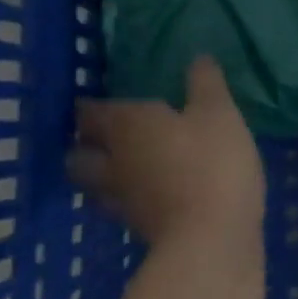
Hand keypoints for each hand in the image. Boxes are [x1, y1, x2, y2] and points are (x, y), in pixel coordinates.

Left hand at [67, 57, 265, 261]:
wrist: (212, 242)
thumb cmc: (212, 164)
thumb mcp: (219, 114)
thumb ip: (206, 84)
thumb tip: (197, 57)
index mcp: (126, 127)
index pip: (90, 112)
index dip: (90, 106)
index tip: (95, 101)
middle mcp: (112, 163)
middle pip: (78, 155)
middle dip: (84, 144)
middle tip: (104, 135)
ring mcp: (122, 202)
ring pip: (95, 185)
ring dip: (101, 175)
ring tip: (123, 167)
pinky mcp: (139, 231)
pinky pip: (122, 208)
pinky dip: (129, 199)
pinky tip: (151, 193)